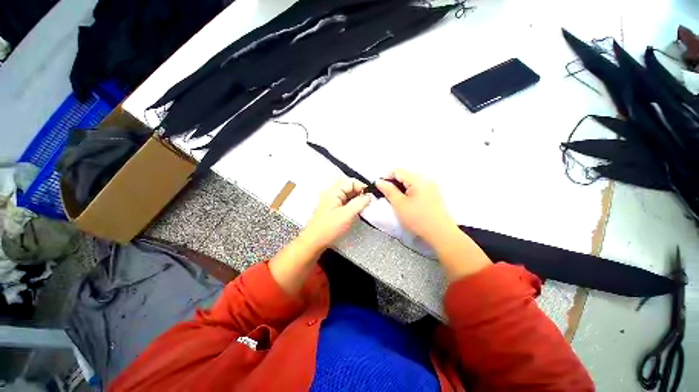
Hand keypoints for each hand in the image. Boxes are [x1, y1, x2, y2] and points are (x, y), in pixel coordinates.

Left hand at [301, 177, 370, 249]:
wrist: (314, 242)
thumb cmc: (329, 228)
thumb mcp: (347, 214)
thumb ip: (359, 203)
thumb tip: (368, 196)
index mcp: (333, 191)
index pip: (350, 181)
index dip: (361, 186)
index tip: (369, 196)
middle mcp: (330, 193)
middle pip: (347, 186)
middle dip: (359, 191)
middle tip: (366, 201)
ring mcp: (330, 200)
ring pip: (346, 193)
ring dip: (355, 197)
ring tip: (362, 206)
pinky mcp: (331, 208)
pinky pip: (343, 200)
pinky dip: (351, 203)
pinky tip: (355, 210)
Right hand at [376, 169, 455, 246]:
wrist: (441, 234)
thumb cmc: (418, 219)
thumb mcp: (399, 204)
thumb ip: (388, 190)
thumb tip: (379, 181)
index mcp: (418, 179)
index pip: (398, 171)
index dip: (386, 176)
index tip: (378, 187)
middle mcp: (426, 179)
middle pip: (405, 174)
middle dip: (393, 182)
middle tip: (385, 193)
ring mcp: (431, 186)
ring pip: (411, 181)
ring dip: (400, 187)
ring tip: (394, 198)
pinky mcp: (433, 193)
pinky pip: (417, 187)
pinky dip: (408, 191)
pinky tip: (405, 200)